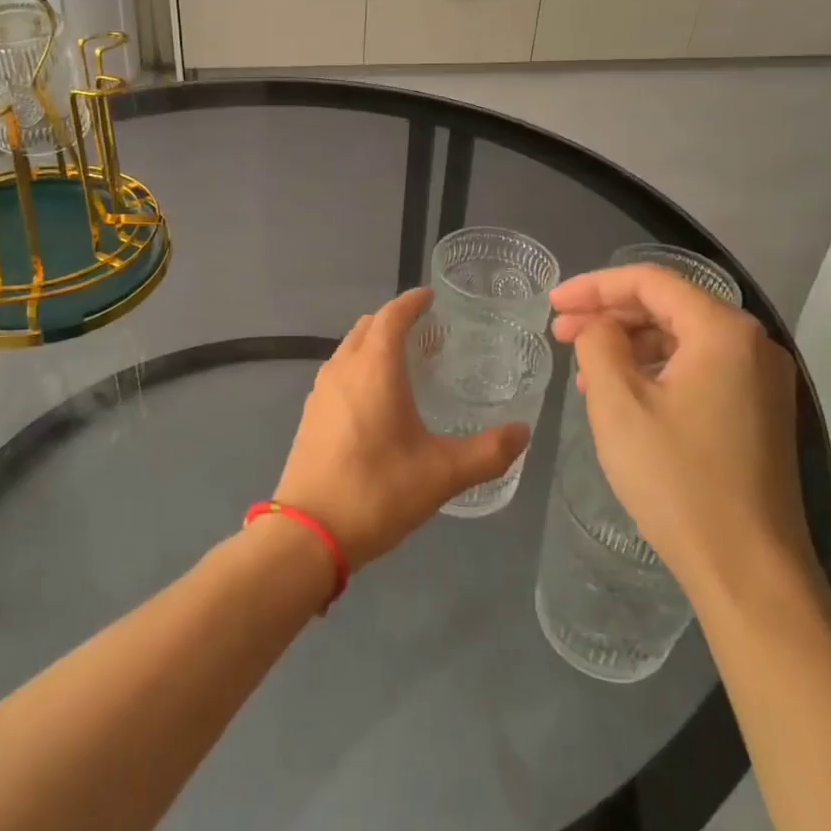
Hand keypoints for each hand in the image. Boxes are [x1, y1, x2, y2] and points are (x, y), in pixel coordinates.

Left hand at [274, 288, 530, 568]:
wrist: (308, 533)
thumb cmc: (377, 491)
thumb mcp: (441, 474)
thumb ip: (487, 452)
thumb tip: (522, 432)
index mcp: (374, 368)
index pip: (392, 315)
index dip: (412, 301)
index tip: (431, 297)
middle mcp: (343, 368)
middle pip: (368, 326)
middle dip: (394, 320)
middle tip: (427, 332)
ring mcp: (321, 391)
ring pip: (350, 348)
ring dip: (375, 344)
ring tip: (406, 362)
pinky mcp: (311, 414)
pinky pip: (339, 372)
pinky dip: (359, 366)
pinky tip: (377, 399)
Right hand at [550, 265, 813, 601]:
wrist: (748, 571)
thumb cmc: (677, 479)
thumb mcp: (618, 403)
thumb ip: (599, 344)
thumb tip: (598, 327)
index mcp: (723, 331)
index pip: (650, 281)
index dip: (594, 286)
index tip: (551, 304)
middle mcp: (752, 344)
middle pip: (669, 305)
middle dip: (609, 314)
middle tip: (560, 332)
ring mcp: (761, 380)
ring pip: (682, 338)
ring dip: (629, 343)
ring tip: (584, 367)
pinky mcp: (758, 412)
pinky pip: (698, 368)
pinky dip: (655, 369)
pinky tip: (622, 392)